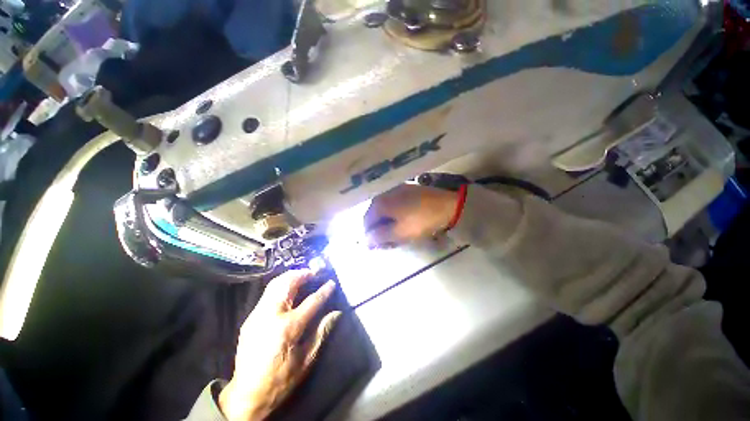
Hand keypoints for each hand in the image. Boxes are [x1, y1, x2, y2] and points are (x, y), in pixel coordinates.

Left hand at [218, 270, 340, 420]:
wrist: (247, 394)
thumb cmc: (281, 379)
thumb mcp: (306, 359)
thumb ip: (322, 332)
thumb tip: (337, 313)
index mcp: (288, 327)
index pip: (311, 301)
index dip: (324, 290)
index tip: (332, 283)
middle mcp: (271, 315)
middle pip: (288, 283)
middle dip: (303, 274)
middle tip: (315, 271)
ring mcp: (258, 314)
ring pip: (275, 284)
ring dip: (291, 276)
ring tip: (303, 276)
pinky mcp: (250, 318)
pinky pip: (267, 293)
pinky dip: (281, 286)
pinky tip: (289, 290)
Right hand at [364, 184, 458, 248]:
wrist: (448, 205)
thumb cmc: (420, 220)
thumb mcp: (398, 233)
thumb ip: (379, 237)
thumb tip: (365, 240)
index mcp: (380, 202)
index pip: (367, 221)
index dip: (369, 236)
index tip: (376, 247)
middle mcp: (386, 193)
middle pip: (376, 215)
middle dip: (379, 230)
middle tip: (388, 243)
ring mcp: (397, 190)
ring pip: (386, 210)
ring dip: (388, 224)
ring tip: (397, 235)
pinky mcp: (409, 190)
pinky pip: (396, 205)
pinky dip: (396, 216)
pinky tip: (404, 223)